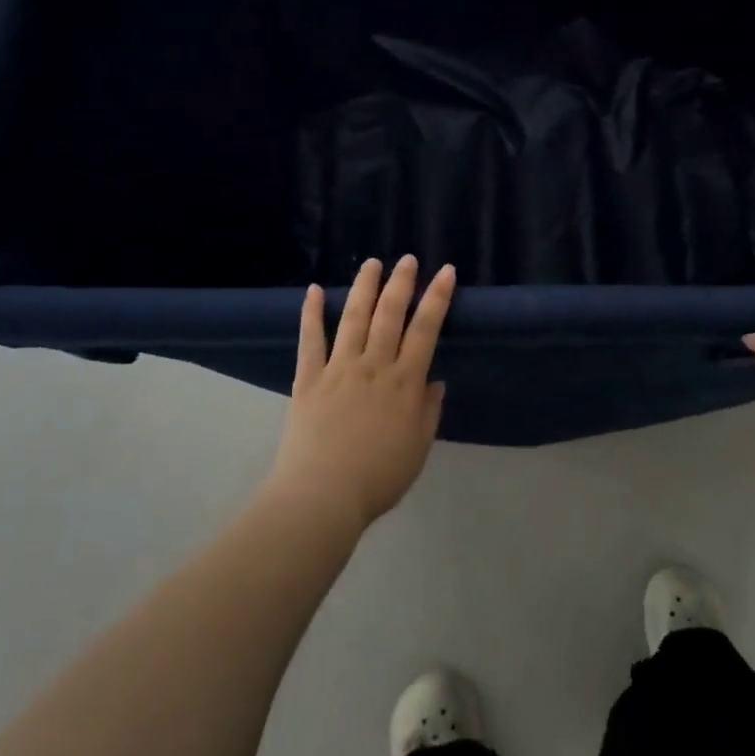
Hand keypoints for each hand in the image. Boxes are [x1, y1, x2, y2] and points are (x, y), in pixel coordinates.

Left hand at [269, 256, 456, 530]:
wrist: (323, 496)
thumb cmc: (379, 477)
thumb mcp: (418, 447)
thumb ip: (429, 411)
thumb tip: (435, 381)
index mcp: (405, 383)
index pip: (426, 330)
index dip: (438, 298)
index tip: (446, 272)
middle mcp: (374, 366)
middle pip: (390, 315)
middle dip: (402, 283)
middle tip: (408, 259)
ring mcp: (339, 368)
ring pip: (353, 318)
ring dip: (364, 287)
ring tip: (372, 263)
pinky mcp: (308, 378)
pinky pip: (310, 340)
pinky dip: (311, 313)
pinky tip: (314, 290)